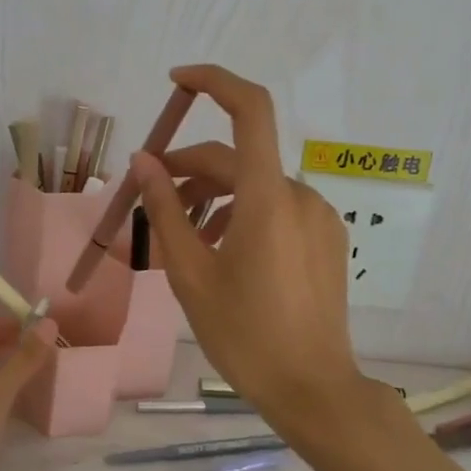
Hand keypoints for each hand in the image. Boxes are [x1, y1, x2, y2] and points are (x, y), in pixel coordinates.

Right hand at [131, 65, 366, 440]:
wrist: (313, 388)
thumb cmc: (243, 334)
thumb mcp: (190, 273)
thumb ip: (165, 210)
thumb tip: (143, 161)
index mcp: (268, 198)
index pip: (249, 110)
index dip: (214, 82)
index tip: (176, 82)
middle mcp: (300, 195)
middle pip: (237, 160)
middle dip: (190, 171)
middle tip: (152, 201)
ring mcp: (319, 218)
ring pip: (256, 187)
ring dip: (215, 198)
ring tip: (184, 239)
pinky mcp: (327, 240)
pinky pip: (278, 210)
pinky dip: (243, 215)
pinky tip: (223, 252)